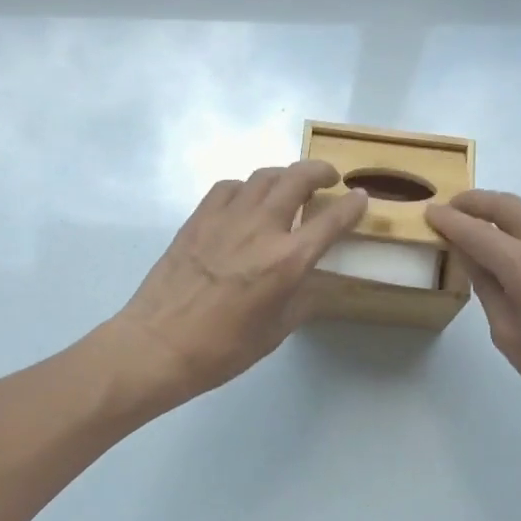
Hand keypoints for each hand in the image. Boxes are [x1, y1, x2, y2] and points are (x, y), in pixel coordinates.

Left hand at [108, 161, 366, 408]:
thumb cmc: (222, 349)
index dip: (353, 206)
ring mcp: (226, 218)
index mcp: (287, 261)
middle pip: (298, 178)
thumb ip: (303, 300)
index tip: (361, 198)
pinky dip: (246, 188)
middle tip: (329, 178)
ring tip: (290, 186)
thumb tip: (314, 282)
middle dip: (321, 172)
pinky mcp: (198, 218)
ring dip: (285, 175)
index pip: (332, 221)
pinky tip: (246, 202)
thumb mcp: (276, 332)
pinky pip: (229, 187)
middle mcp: (261, 229)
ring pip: (263, 176)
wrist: (158, 345)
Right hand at [427, 190, 520, 441]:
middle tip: (454, 205)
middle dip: (478, 201)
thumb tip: (471, 256)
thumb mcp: (508, 335)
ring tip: (482, 217)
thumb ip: (488, 288)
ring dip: (505, 209)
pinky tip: (517, 243)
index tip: (431, 212)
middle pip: (510, 206)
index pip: (478, 233)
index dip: (451, 221)